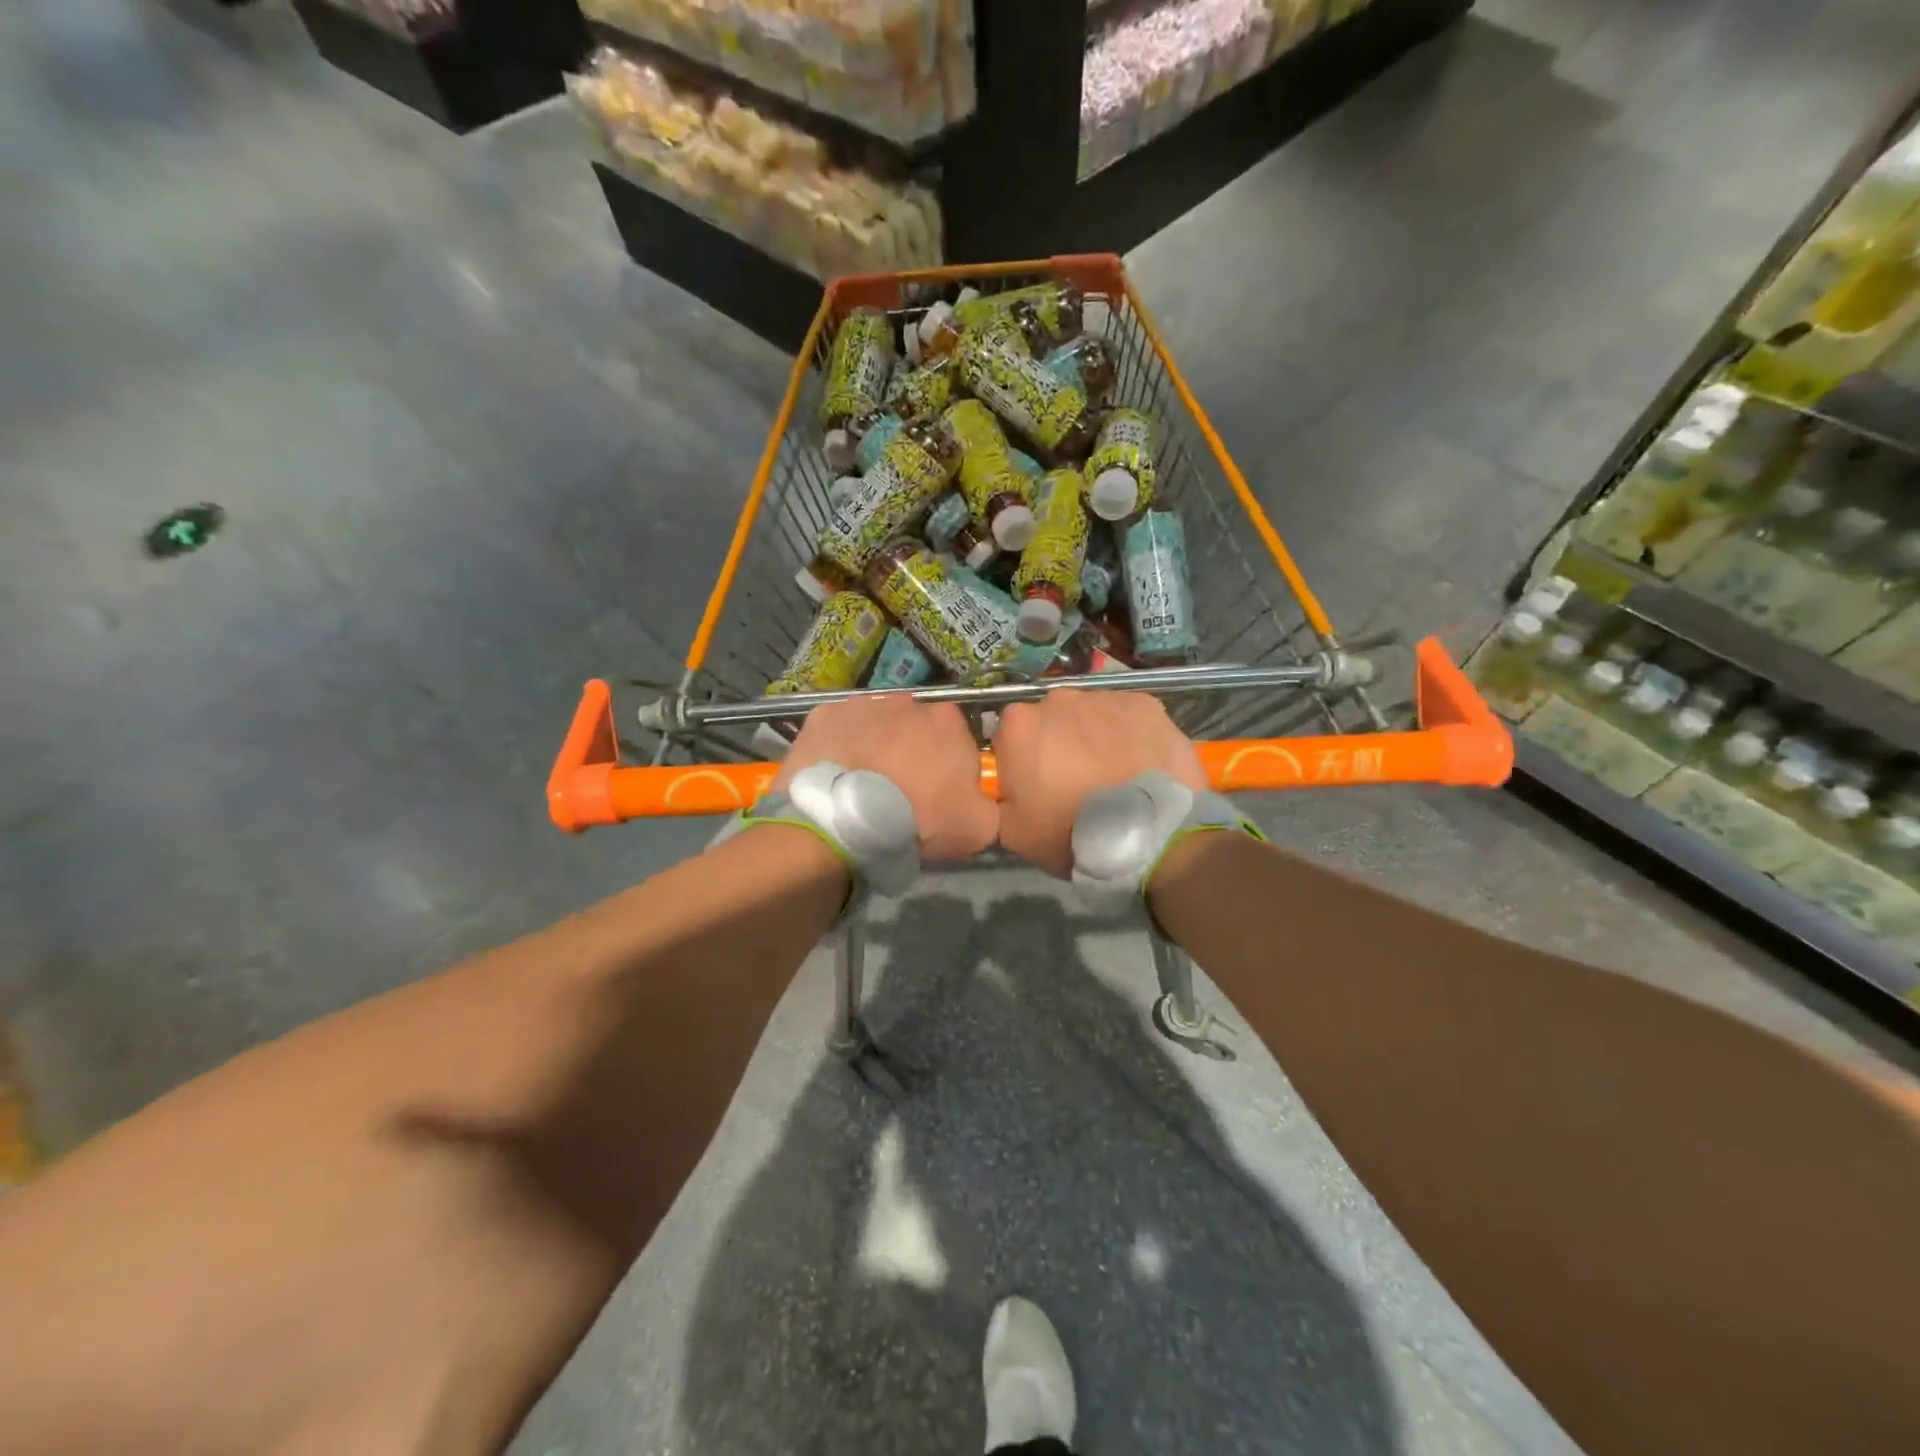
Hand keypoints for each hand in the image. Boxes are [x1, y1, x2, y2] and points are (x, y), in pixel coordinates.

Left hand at [777, 695, 997, 861]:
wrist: (847, 819)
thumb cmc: (919, 819)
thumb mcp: (978, 827)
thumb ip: (987, 805)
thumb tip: (978, 801)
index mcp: (949, 722)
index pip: (957, 739)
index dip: (948, 767)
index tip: (937, 795)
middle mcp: (908, 702)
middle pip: (914, 729)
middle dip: (909, 753)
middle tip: (899, 792)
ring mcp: (863, 704)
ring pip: (876, 726)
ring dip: (874, 748)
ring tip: (862, 786)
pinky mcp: (825, 714)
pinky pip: (838, 731)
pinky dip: (839, 748)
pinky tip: (834, 776)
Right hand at [993, 689, 1204, 876]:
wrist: (1147, 833)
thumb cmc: (1070, 832)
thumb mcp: (1013, 833)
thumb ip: (999, 801)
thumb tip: (1005, 792)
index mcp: (1018, 725)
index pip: (1010, 737)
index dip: (1022, 763)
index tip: (1037, 788)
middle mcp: (1058, 699)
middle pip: (1051, 720)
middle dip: (1059, 743)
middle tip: (1076, 782)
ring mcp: (1104, 697)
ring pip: (1091, 715)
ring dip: (1095, 737)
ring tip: (1114, 775)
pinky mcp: (1145, 703)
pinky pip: (1129, 717)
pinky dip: (1131, 735)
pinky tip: (1140, 764)